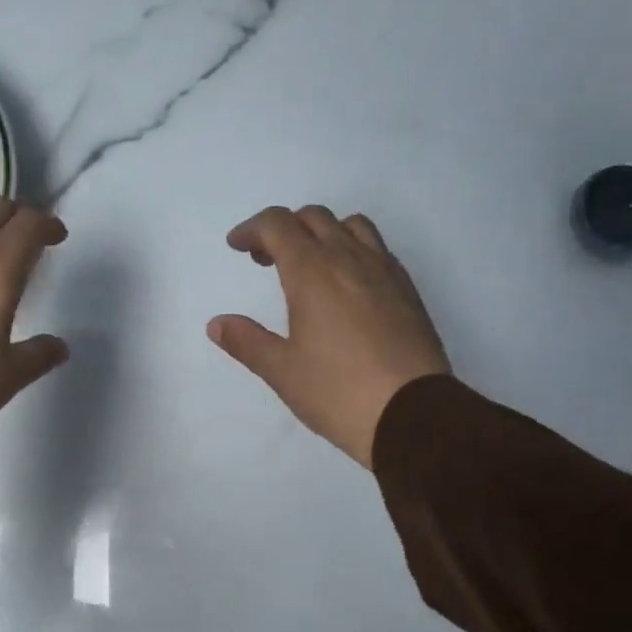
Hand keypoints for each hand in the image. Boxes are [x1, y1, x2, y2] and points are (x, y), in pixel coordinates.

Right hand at [208, 205, 449, 468]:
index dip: (252, 229)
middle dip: (283, 229)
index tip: (237, 247)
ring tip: (310, 265)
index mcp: (312, 272)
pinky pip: (377, 249)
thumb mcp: (282, 371)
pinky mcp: (408, 290)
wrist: (413, 414)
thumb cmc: (338, 392)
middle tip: (266, 260)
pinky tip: (348, 287)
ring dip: (323, 232)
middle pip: (314, 218)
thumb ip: (247, 342)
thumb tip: (217, 324)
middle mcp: (349, 259)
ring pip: (351, 226)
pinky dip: (353, 250)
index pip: (278, 225)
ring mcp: (385, 271)